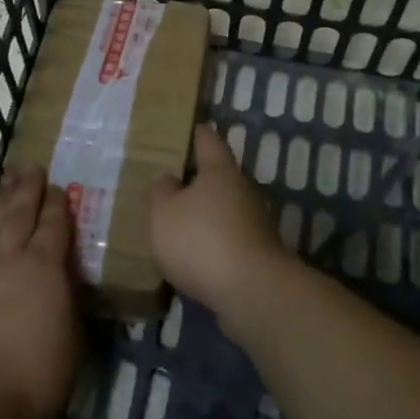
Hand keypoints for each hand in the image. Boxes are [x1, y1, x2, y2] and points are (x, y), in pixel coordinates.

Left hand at [0, 164, 81, 418]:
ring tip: (7, 182)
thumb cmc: (35, 376)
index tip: (59, 186)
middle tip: (29, 166)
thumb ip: (68, 303)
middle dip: (26, 188)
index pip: (53, 224)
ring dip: (0, 201)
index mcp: (44, 267)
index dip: (57, 203)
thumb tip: (65, 286)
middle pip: (18, 212)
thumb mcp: (72, 340)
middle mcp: (9, 258)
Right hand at [148, 125, 293, 319]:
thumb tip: (169, 179)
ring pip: (225, 209)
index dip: (197, 133)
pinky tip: (196, 256)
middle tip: (171, 184)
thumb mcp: (164, 213)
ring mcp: (255, 222)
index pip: (208, 141)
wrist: (252, 291)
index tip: (188, 127)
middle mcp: (243, 190)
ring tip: (179, 224)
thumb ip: (161, 191)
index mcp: (220, 171)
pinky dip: (214, 242)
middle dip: (197, 180)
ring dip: (206, 214)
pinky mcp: (258, 253)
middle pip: (218, 176)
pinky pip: (230, 238)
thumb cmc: (201, 240)